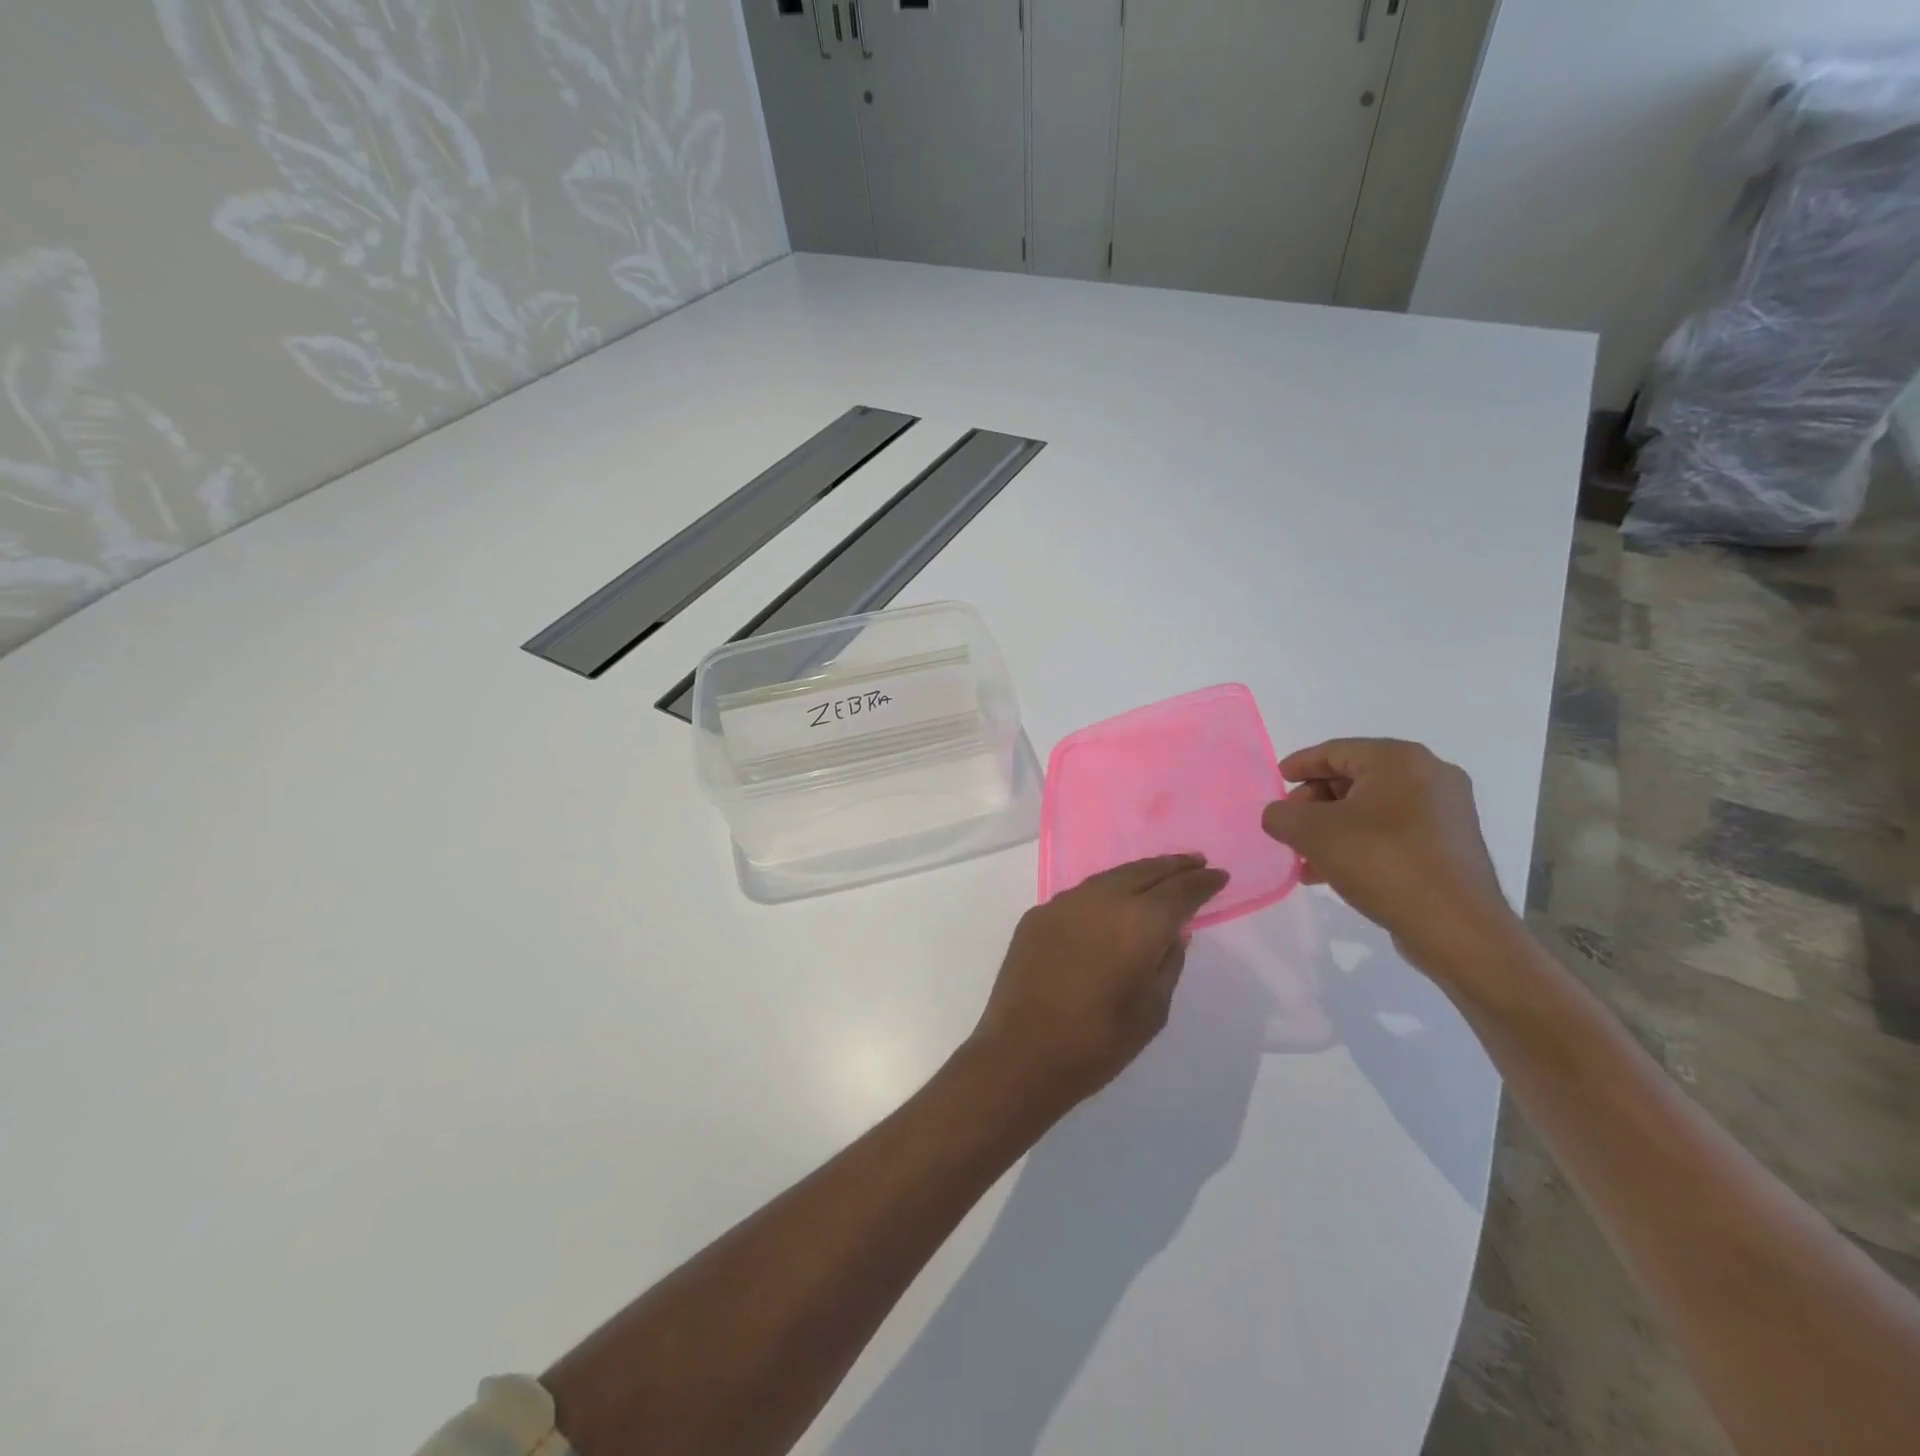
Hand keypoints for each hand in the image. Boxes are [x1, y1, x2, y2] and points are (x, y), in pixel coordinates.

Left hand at [967, 855, 1229, 1115]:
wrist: (1022, 1053)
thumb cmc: (1099, 1042)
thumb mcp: (1153, 1010)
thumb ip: (1168, 964)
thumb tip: (1172, 934)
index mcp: (1140, 922)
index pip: (1180, 891)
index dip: (1203, 882)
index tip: (1219, 875)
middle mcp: (1102, 899)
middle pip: (1145, 871)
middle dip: (1173, 866)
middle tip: (1195, 862)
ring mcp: (1064, 903)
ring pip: (1110, 877)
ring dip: (1138, 873)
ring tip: (1157, 875)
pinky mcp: (1037, 915)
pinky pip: (1080, 895)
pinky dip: (1103, 893)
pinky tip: (1110, 903)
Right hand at [1260, 739, 1515, 974]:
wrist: (1456, 927)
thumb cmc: (1381, 862)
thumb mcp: (1313, 833)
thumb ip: (1281, 815)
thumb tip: (1279, 815)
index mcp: (1399, 759)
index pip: (1335, 751)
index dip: (1299, 765)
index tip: (1275, 781)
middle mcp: (1429, 775)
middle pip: (1354, 778)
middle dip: (1314, 802)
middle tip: (1289, 825)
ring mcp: (1446, 811)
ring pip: (1372, 809)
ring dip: (1333, 828)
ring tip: (1304, 857)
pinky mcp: (1450, 844)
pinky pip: (1393, 832)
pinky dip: (1360, 843)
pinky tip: (1333, 872)